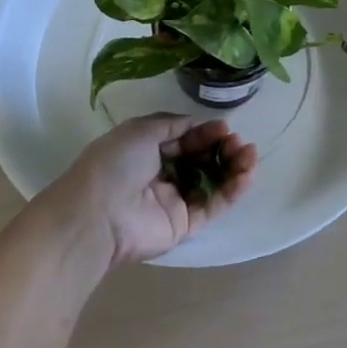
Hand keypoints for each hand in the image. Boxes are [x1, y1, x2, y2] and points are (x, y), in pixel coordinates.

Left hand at [37, 114, 256, 269]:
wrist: (97, 214)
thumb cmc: (115, 164)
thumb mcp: (141, 130)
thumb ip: (173, 124)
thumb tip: (198, 123)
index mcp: (148, 151)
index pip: (185, 139)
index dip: (205, 132)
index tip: (225, 127)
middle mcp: (162, 175)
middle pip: (202, 159)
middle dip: (223, 148)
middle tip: (238, 142)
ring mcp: (174, 201)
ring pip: (213, 181)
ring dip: (234, 167)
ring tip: (250, 155)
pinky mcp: (185, 224)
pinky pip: (214, 205)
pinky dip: (233, 190)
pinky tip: (246, 175)